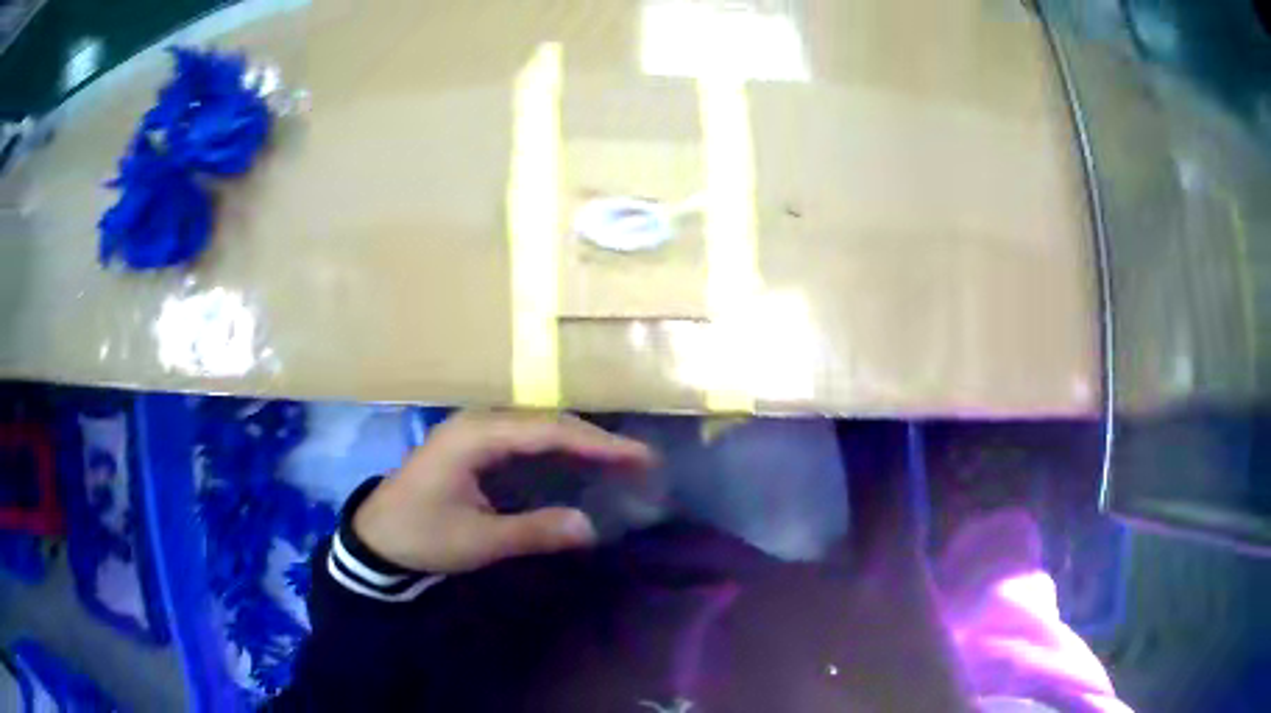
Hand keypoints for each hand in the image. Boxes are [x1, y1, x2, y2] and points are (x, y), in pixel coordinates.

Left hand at [353, 411, 656, 573]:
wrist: (375, 538)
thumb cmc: (421, 535)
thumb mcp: (477, 540)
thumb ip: (533, 531)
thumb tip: (590, 527)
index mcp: (475, 437)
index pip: (548, 431)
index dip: (597, 444)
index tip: (639, 456)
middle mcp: (478, 423)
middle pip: (546, 422)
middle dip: (595, 440)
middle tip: (639, 459)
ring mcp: (474, 432)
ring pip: (537, 428)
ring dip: (578, 443)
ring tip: (619, 460)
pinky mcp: (473, 446)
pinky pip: (524, 440)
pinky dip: (556, 451)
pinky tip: (577, 464)